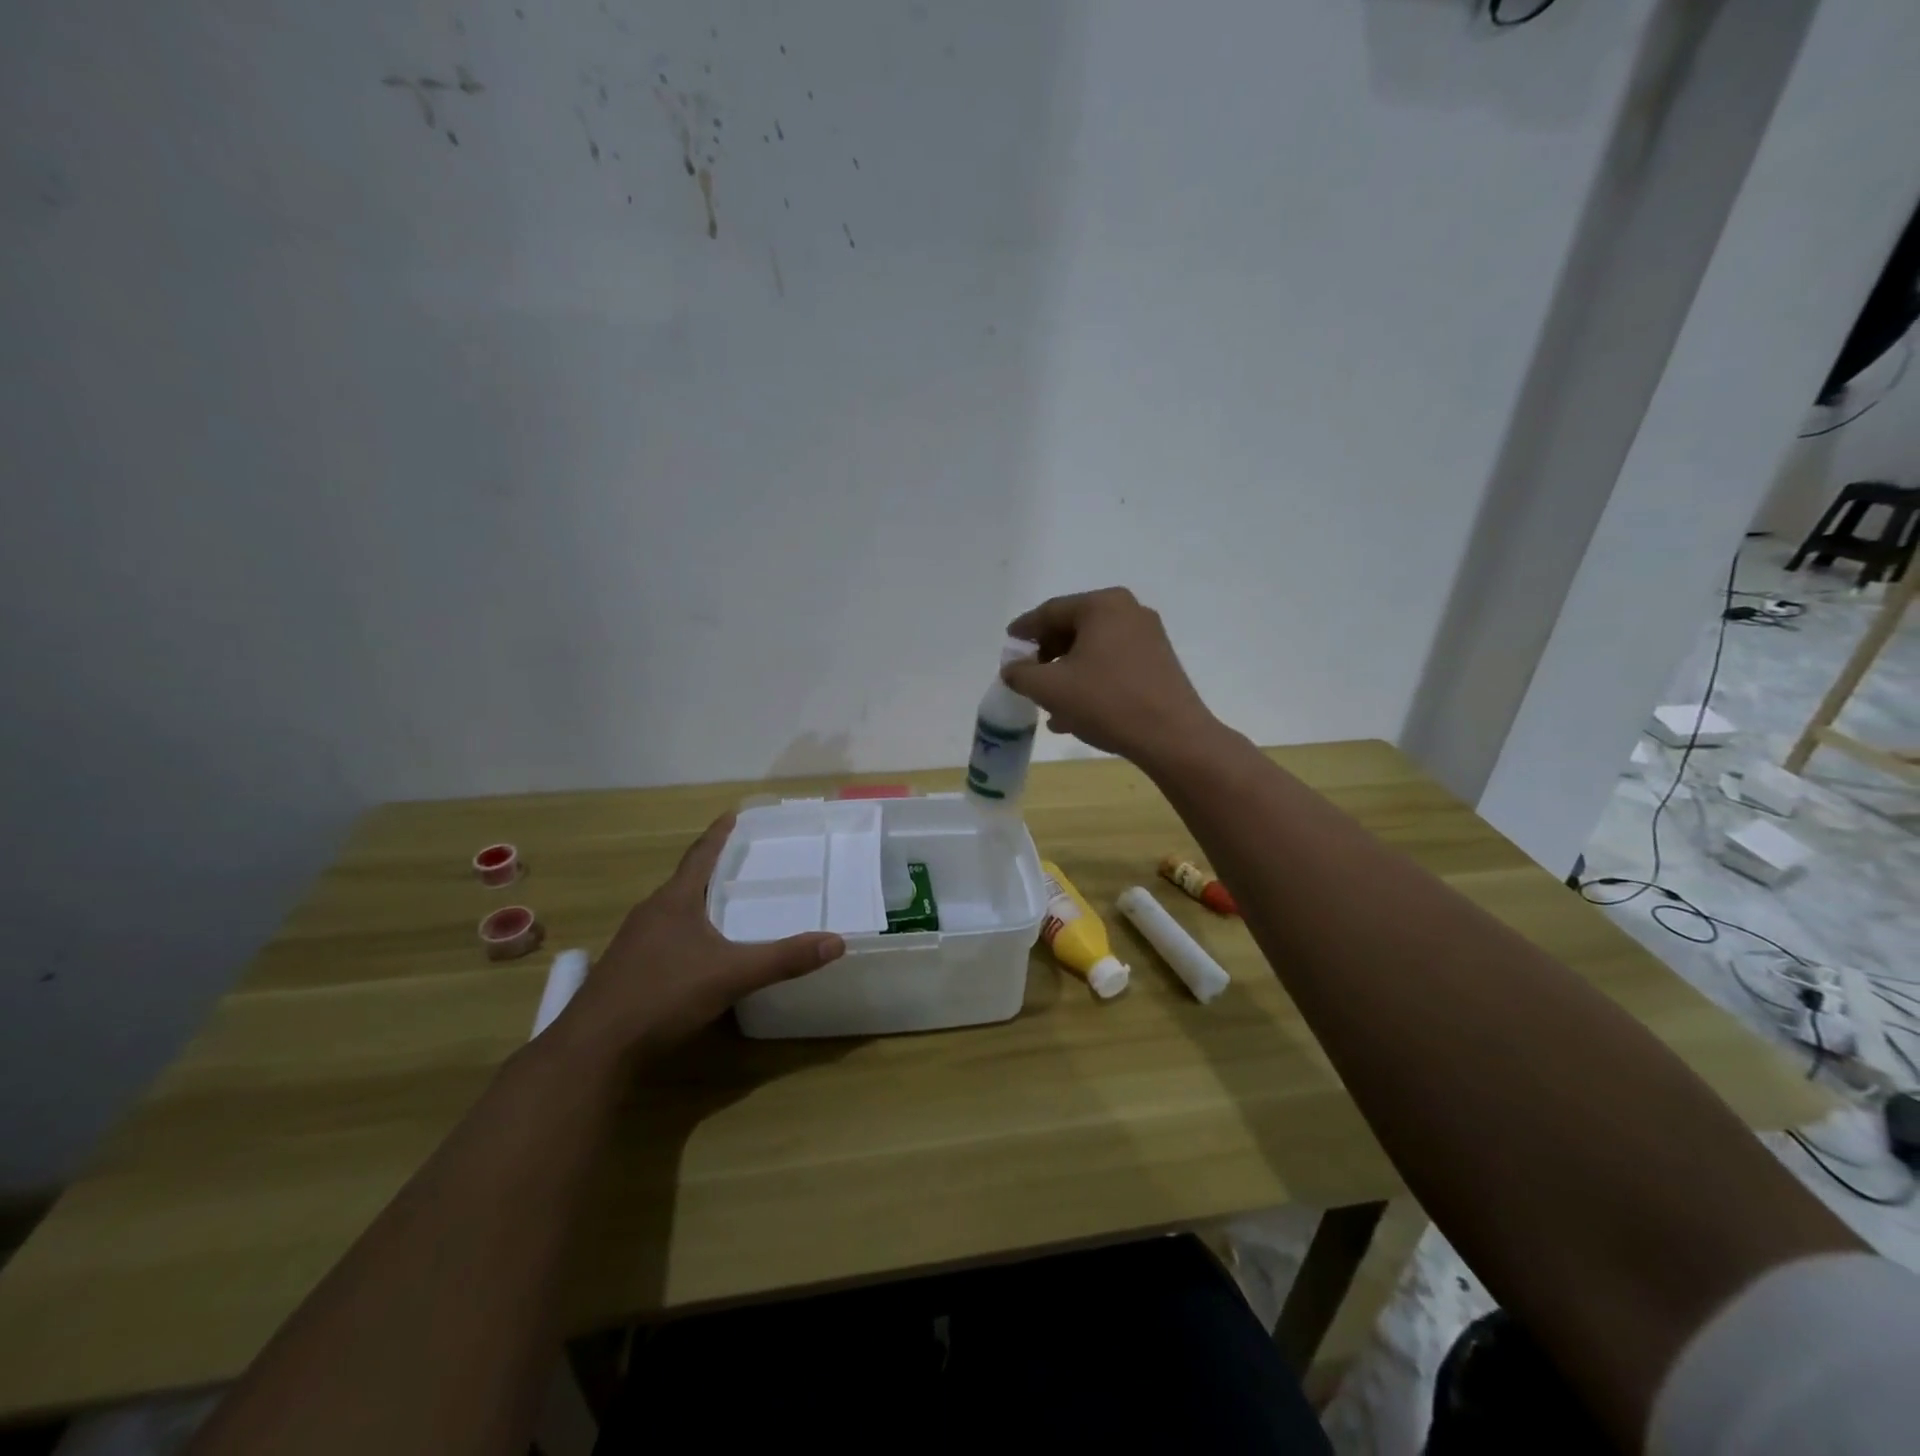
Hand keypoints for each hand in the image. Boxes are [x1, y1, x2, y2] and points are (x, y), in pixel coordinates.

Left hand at [551, 814, 844, 1062]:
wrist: (594, 1049)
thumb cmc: (662, 995)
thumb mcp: (731, 975)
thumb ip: (783, 959)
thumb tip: (837, 941)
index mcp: (674, 901)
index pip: (700, 855)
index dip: (719, 834)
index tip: (733, 814)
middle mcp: (650, 913)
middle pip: (686, 881)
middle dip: (713, 870)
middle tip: (744, 862)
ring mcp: (633, 943)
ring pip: (673, 911)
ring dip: (698, 902)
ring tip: (726, 904)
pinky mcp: (626, 970)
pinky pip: (663, 937)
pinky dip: (687, 933)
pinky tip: (699, 953)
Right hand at [1002, 588, 1219, 766]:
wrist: (1171, 736)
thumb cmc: (1106, 702)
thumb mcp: (1050, 688)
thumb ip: (1021, 674)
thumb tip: (1012, 668)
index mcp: (1102, 605)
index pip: (1051, 611)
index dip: (1025, 629)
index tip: (1009, 643)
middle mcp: (1128, 612)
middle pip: (1074, 628)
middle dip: (1047, 653)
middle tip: (1027, 674)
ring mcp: (1148, 637)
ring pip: (1093, 650)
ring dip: (1067, 672)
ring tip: (1047, 702)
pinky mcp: (1159, 663)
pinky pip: (1113, 664)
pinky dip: (1090, 681)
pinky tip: (1074, 713)